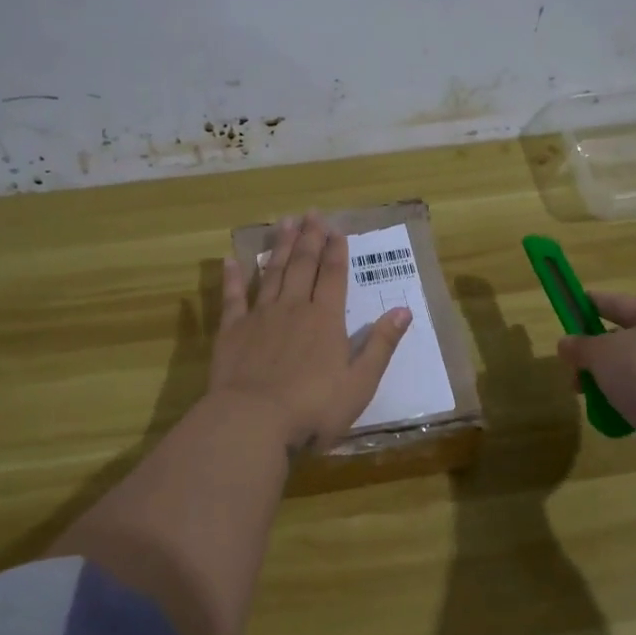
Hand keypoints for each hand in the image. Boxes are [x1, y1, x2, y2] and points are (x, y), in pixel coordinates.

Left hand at [211, 214, 412, 451]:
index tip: (337, 230)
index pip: (333, 276)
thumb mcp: (360, 383)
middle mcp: (293, 308)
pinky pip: (233, 297)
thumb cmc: (313, 408)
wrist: (253, 420)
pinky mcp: (232, 330)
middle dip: (310, 238)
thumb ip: (381, 345)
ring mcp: (260, 316)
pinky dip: (233, 277)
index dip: (336, 251)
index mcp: (326, 320)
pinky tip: (231, 260)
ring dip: (280, 247)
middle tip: (312, 214)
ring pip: (272, 273)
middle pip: (303, 266)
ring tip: (285, 223)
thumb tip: (404, 310)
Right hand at [556, 293, 635, 477]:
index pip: (621, 303)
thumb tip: (565, 344)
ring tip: (585, 394)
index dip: (593, 303)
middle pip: (629, 338)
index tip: (572, 305)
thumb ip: (581, 346)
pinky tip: (609, 411)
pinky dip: (628, 399)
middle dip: (597, 352)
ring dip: (609, 378)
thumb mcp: (601, 353)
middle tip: (572, 365)